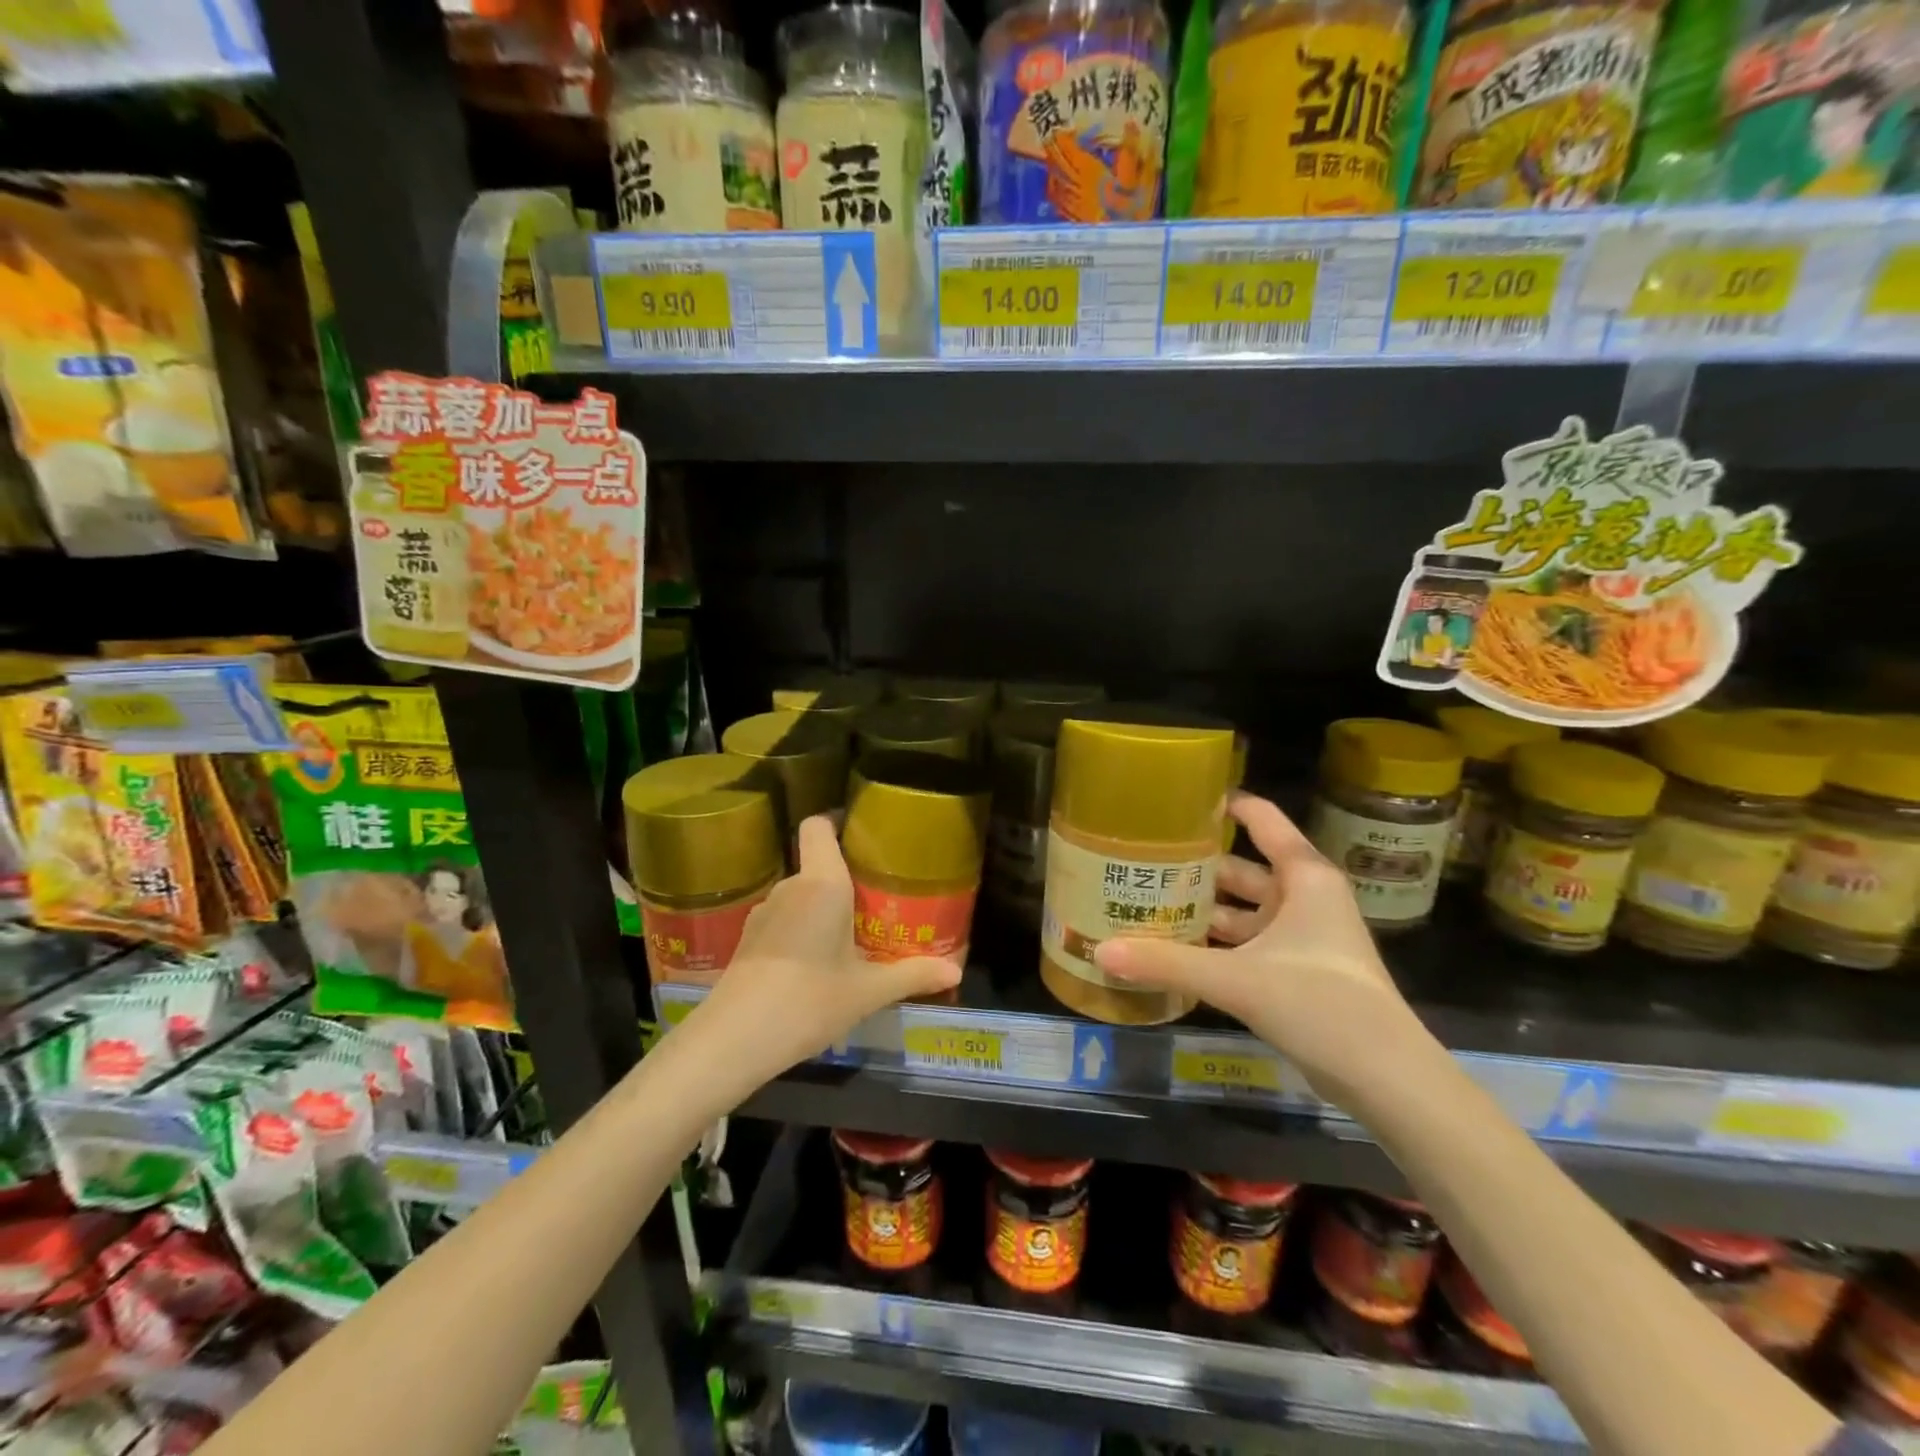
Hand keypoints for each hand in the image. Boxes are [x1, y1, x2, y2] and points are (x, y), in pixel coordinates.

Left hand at [687, 816, 960, 1082]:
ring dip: (822, 909)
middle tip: (876, 904)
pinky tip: (814, 964)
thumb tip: (956, 972)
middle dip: (845, 879)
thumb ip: (912, 975)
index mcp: (823, 883)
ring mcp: (764, 912)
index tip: (863, 835)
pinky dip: (800, 930)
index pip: (819, 825)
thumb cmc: (809, 1000)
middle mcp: (791, 887)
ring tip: (849, 938)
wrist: (735, 1039)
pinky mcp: (747, 939)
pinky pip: (783, 919)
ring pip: (800, 896)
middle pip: (817, 865)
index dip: (837, 820)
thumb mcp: (868, 992)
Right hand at [1094, 794, 1419, 1105]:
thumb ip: (1167, 962)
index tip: (1177, 799)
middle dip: (1197, 865)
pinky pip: (1248, 943)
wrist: (1386, 1078)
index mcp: (1304, 877)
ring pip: (1244, 909)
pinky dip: (1216, 943)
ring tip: (1149, 901)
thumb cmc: (1320, 1003)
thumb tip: (1102, 950)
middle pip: (1242, 868)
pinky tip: (1177, 947)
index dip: (1223, 805)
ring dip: (1203, 908)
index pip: (1261, 820)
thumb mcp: (1237, 978)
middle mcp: (1305, 897)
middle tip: (1143, 857)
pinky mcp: (1298, 971)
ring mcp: (1303, 936)